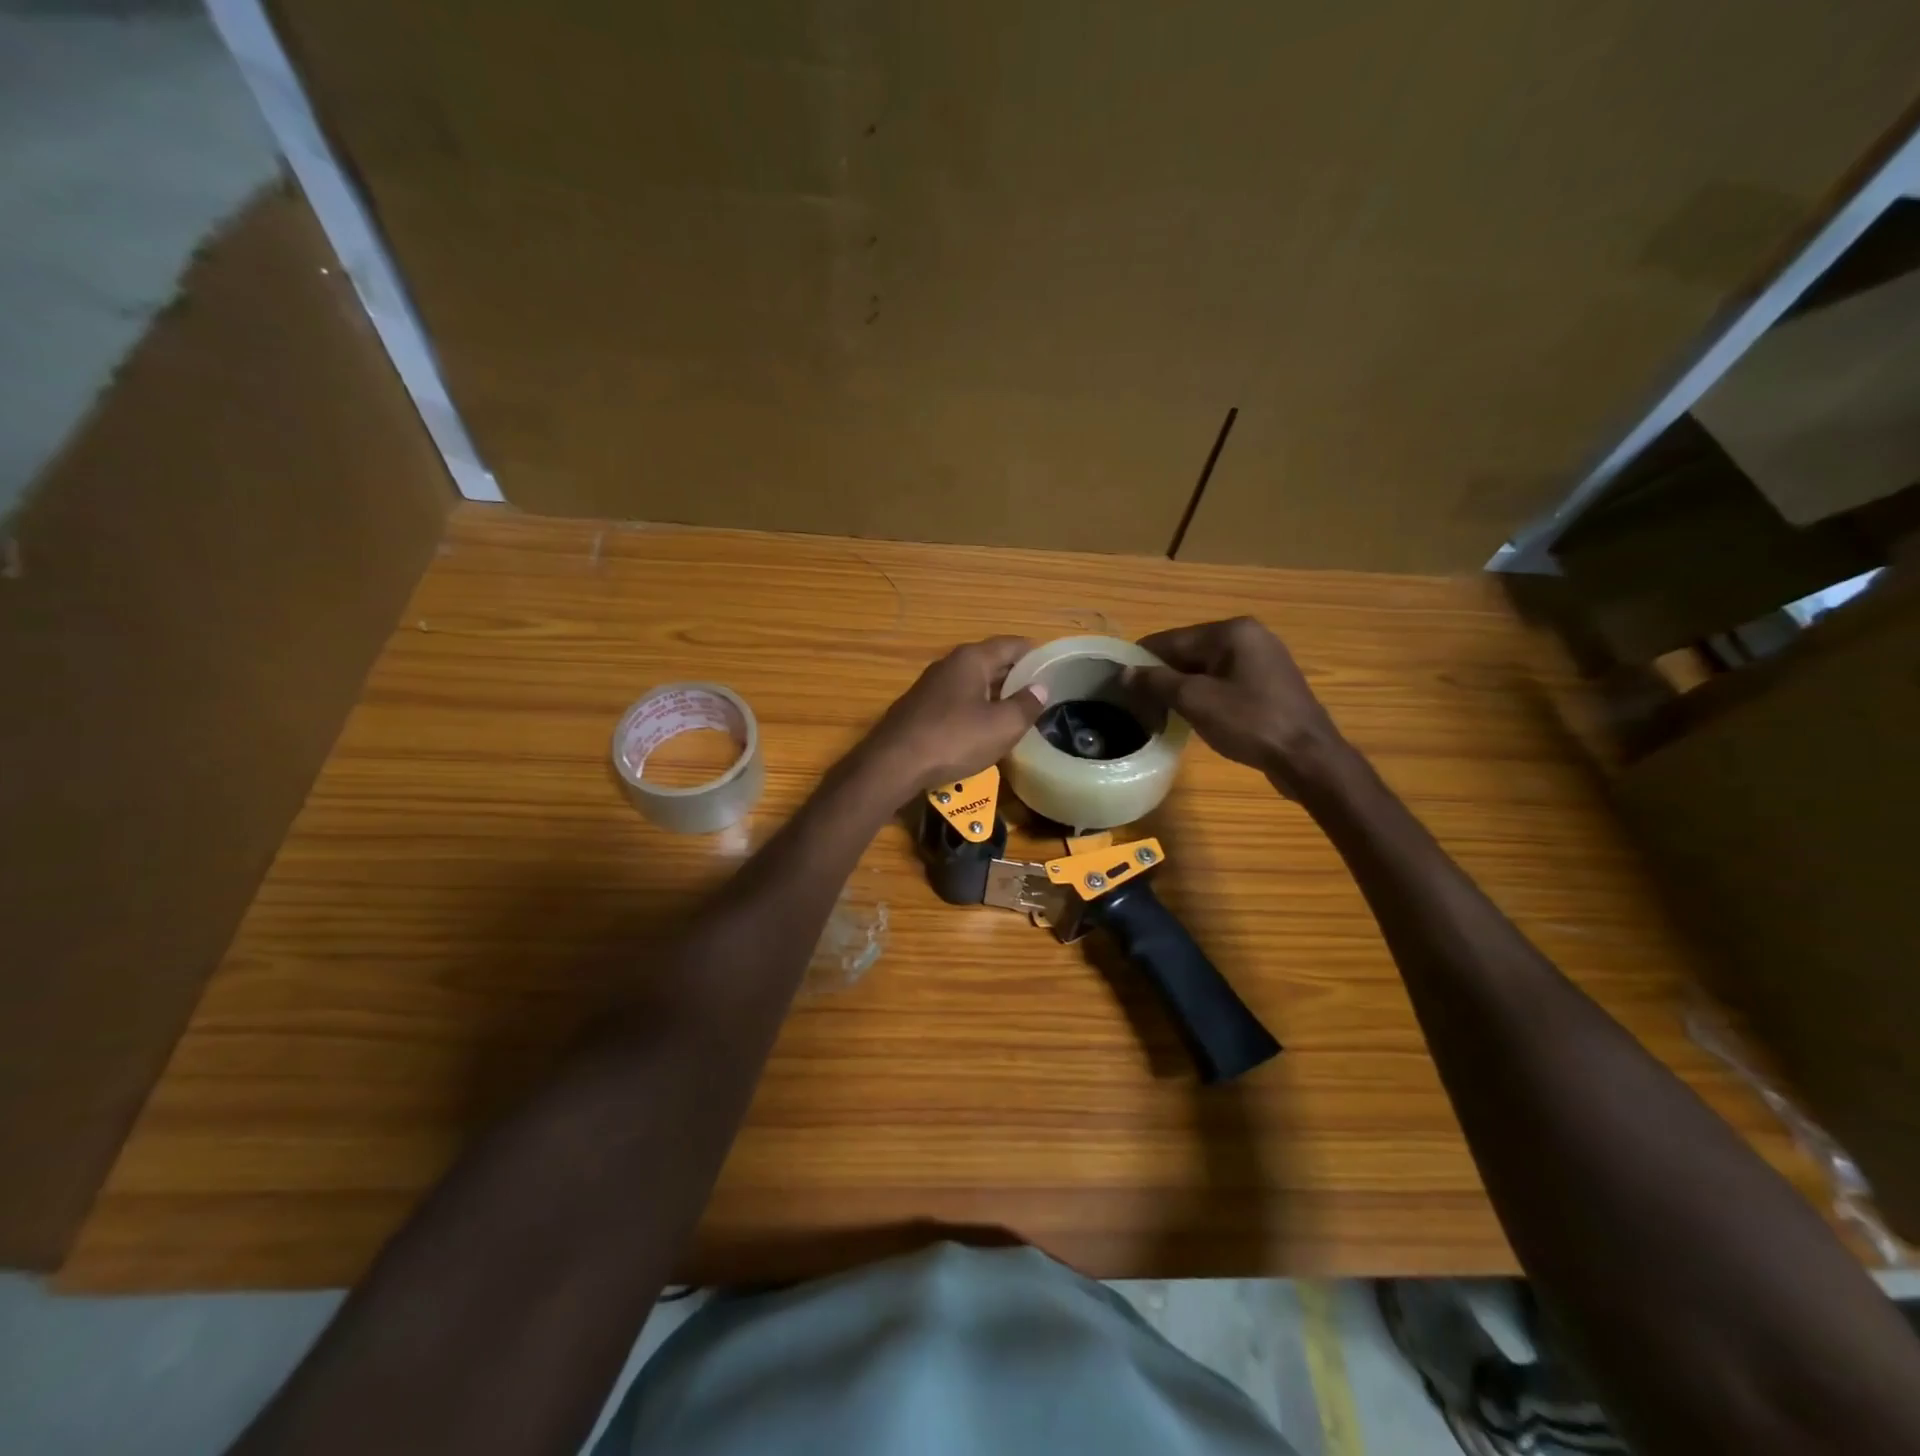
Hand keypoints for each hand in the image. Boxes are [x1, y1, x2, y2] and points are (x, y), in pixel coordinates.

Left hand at [862, 636, 1050, 791]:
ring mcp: (930, 686)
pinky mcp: (918, 709)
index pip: (1011, 645)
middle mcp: (949, 664)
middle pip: (990, 661)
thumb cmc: (954, 738)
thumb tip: (1040, 688)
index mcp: (972, 659)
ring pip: (971, 682)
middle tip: (1040, 691)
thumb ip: (1026, 705)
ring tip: (1016, 710)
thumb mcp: (1002, 725)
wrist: (894, 763)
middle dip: (1015, 674)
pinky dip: (974, 707)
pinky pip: (956, 701)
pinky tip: (981, 727)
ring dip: (994, 692)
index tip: (1052, 666)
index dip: (1034, 653)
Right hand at [1127, 618, 1347, 795]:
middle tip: (1134, 700)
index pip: (1172, 639)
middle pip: (1189, 651)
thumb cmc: (1250, 722)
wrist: (1308, 757)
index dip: (1141, 659)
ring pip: (1206, 668)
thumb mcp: (1196, 701)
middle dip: (1161, 674)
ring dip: (1181, 686)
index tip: (1116, 680)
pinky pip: (1224, 681)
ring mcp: (1263, 660)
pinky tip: (1190, 714)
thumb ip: (1156, 682)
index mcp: (1232, 631)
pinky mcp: (1269, 684)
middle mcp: (1249, 637)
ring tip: (1156, 709)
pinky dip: (1204, 694)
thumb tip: (1124, 672)